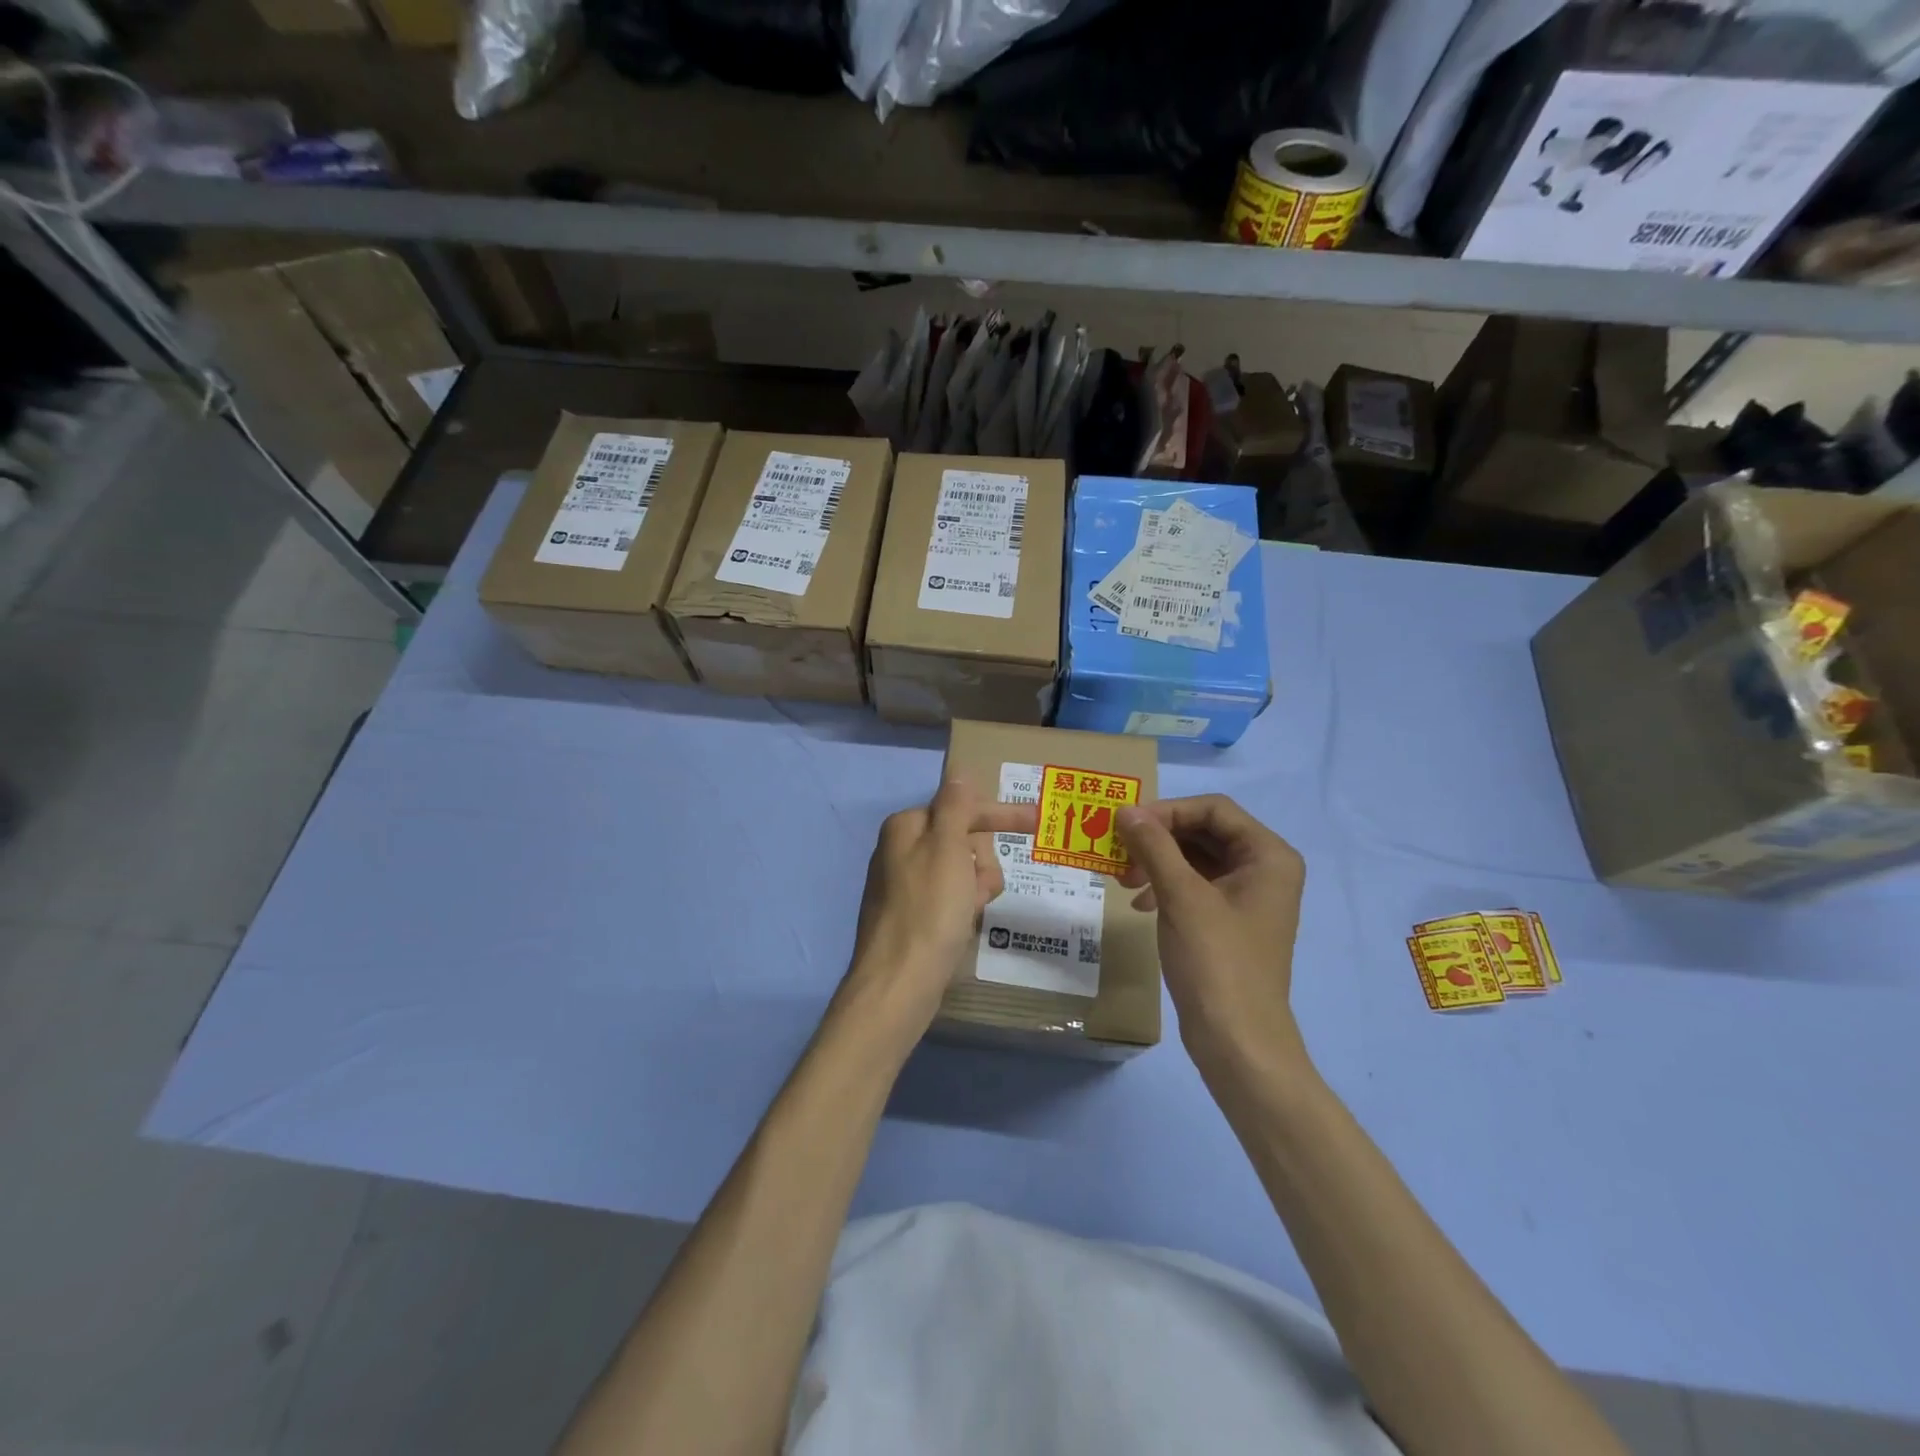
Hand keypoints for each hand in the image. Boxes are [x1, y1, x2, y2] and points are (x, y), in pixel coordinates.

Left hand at [836, 778, 1036, 1052]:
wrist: (899, 983)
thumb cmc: (929, 910)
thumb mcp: (947, 850)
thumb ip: (955, 807)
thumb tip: (958, 771)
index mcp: (906, 827)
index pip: (962, 808)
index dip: (1000, 814)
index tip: (1038, 820)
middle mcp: (900, 850)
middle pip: (962, 840)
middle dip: (982, 861)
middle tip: (981, 887)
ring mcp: (904, 885)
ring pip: (960, 872)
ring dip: (976, 886)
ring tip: (972, 910)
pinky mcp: (911, 917)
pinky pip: (950, 899)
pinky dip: (963, 907)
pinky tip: (964, 925)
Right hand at [1116, 795, 1308, 1078]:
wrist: (1237, 1041)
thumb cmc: (1216, 961)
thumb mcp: (1181, 897)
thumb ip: (1154, 846)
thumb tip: (1125, 810)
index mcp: (1268, 855)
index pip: (1213, 809)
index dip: (1168, 811)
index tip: (1126, 824)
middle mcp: (1264, 869)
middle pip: (1204, 831)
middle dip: (1159, 838)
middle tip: (1119, 852)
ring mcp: (1248, 896)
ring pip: (1196, 859)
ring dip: (1157, 862)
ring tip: (1123, 880)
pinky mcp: (1230, 921)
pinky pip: (1195, 886)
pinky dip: (1165, 886)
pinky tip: (1140, 904)